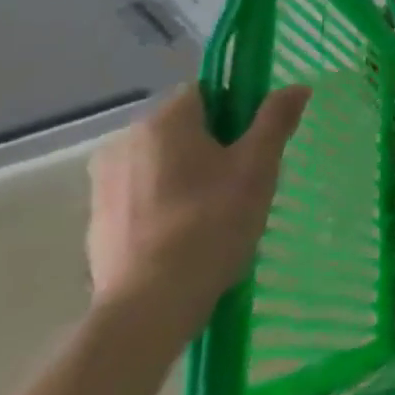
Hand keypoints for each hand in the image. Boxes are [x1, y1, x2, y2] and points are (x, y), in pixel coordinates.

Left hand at [87, 82, 310, 337]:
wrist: (148, 308)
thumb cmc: (211, 223)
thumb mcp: (258, 166)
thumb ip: (275, 119)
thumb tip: (296, 86)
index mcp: (162, 121)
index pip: (208, 92)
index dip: (239, 110)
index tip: (257, 142)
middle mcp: (124, 143)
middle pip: (185, 127)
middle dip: (216, 145)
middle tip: (247, 179)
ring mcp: (104, 185)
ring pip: (164, 162)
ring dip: (191, 175)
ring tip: (220, 212)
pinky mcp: (97, 223)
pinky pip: (144, 195)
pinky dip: (167, 204)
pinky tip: (189, 235)